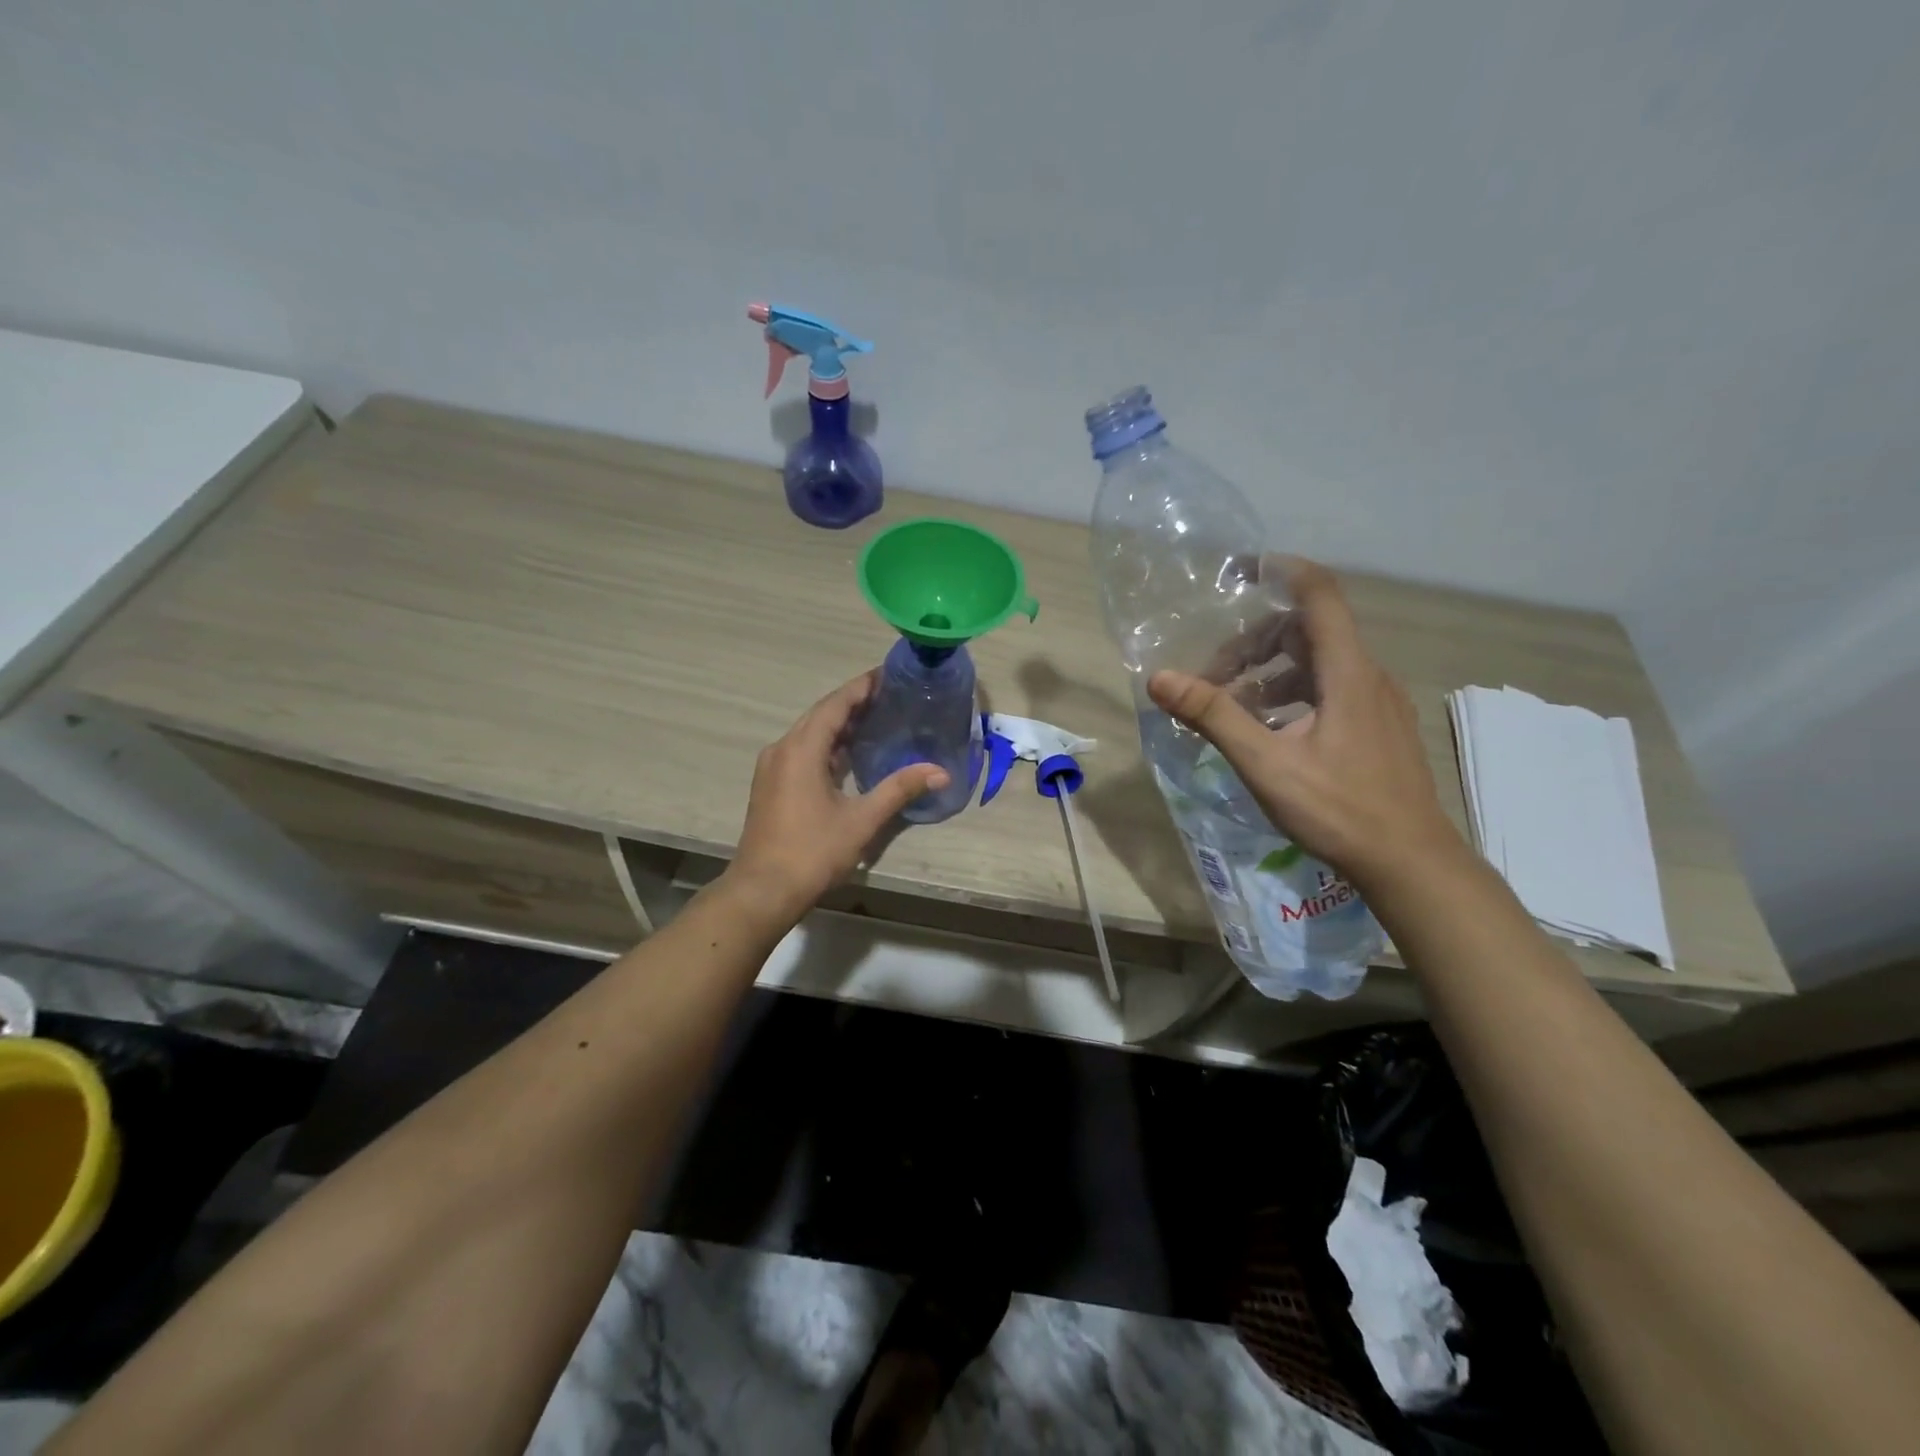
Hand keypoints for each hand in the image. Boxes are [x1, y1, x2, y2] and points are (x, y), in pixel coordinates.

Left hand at [725, 672, 948, 922]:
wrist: (763, 891)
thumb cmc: (812, 851)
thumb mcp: (861, 820)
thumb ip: (899, 789)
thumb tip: (940, 772)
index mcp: (801, 749)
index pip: (835, 705)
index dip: (862, 687)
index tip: (888, 675)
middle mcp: (782, 749)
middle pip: (821, 714)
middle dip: (854, 703)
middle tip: (890, 696)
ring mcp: (773, 768)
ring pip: (810, 733)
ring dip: (840, 724)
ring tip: (876, 718)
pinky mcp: (772, 785)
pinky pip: (802, 751)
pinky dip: (828, 745)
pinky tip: (850, 755)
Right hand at [1147, 559, 1463, 889]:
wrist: (1410, 863)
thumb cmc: (1338, 809)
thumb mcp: (1266, 763)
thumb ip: (1213, 716)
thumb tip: (1160, 679)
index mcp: (1347, 672)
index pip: (1319, 594)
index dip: (1282, 571)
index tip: (1241, 570)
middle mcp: (1368, 676)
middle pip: (1309, 631)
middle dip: (1255, 643)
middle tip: (1213, 675)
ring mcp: (1379, 703)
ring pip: (1318, 664)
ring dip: (1270, 674)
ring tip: (1233, 708)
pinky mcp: (1379, 727)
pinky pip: (1331, 690)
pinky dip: (1292, 696)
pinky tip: (1269, 733)